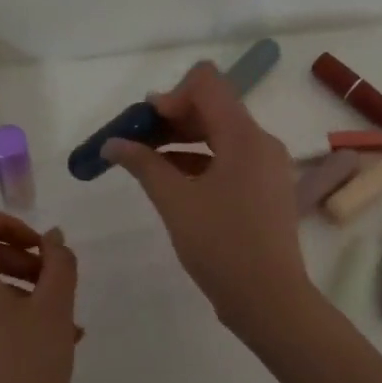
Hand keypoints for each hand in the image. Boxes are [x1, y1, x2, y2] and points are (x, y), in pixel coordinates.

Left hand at [0, 209, 79, 382]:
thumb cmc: (27, 366)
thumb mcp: (55, 308)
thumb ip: (58, 263)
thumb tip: (52, 238)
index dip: (10, 223)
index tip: (41, 248)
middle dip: (24, 260)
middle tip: (58, 283)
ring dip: (25, 290)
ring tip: (66, 319)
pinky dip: (11, 314)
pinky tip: (51, 340)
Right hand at [102, 61, 312, 334]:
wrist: (269, 299)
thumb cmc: (221, 245)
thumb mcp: (175, 202)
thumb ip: (143, 164)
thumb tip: (112, 143)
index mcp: (244, 135)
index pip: (206, 83)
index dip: (170, 95)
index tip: (145, 125)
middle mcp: (260, 142)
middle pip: (212, 107)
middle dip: (171, 118)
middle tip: (135, 143)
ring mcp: (266, 167)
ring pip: (219, 135)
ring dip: (182, 141)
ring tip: (145, 164)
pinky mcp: (264, 190)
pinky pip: (229, 160)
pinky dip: (199, 163)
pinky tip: (171, 183)